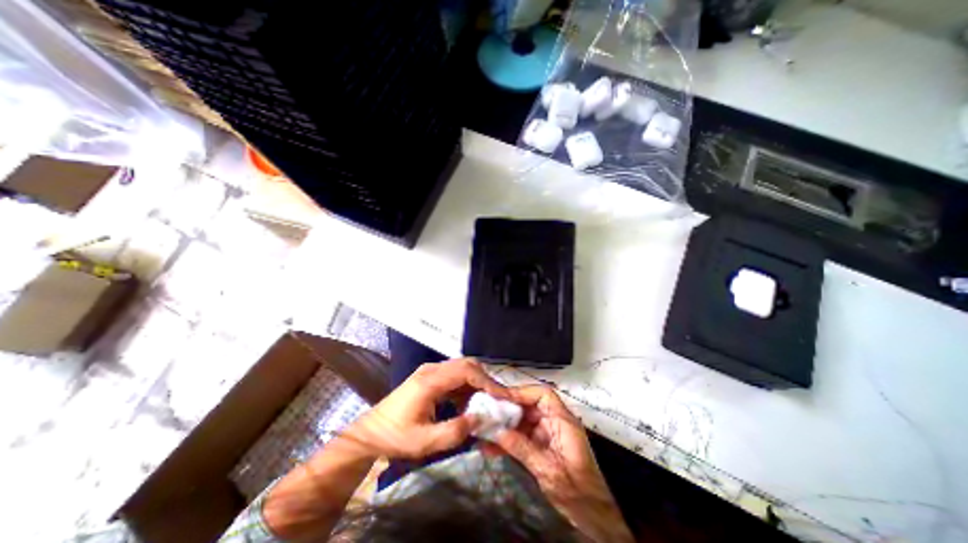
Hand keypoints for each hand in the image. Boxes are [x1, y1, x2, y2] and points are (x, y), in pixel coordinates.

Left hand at [341, 358, 506, 458]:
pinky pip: (455, 375)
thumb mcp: (424, 442)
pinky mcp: (430, 377)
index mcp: (430, 380)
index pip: (466, 371)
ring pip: (462, 368)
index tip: (502, 397)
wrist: (370, 432)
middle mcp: (432, 369)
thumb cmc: (395, 437)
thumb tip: (481, 419)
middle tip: (499, 399)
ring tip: (488, 402)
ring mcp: (431, 371)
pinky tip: (469, 403)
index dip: (487, 381)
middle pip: (467, 364)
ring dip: (477, 382)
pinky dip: (467, 386)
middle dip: (485, 380)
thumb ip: (455, 432)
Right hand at [499, 383, 636, 542]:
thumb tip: (498, 432)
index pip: (543, 395)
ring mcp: (548, 434)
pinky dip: (508, 440)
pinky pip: (522, 437)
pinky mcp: (542, 446)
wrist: (592, 518)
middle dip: (507, 409)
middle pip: (530, 405)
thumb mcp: (548, 470)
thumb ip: (523, 448)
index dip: (521, 392)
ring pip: (523, 421)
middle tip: (486, 412)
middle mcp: (555, 422)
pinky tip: (490, 447)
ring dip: (504, 426)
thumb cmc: (577, 493)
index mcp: (563, 421)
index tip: (500, 397)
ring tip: (483, 430)